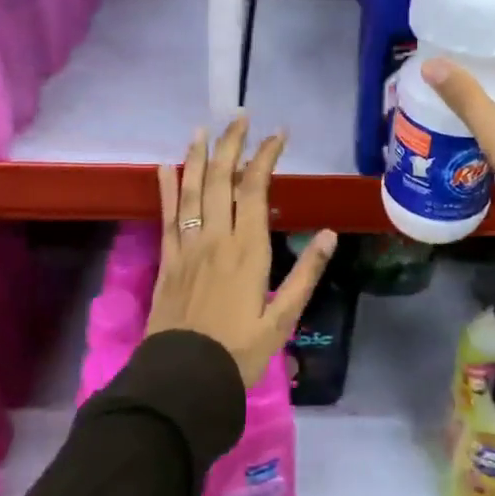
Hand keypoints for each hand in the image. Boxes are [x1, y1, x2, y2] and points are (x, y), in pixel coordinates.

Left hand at [149, 114, 337, 386]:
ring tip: (203, 129)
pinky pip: (166, 216)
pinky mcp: (167, 260)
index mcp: (247, 249)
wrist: (184, 378)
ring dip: (197, 157)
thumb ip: (306, 274)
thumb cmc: (239, 351)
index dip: (265, 156)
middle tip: (239, 117)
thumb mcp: (282, 318)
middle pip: (220, 179)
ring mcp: (187, 247)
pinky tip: (164, 168)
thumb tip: (330, 235)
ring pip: (191, 190)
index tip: (278, 134)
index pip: (255, 188)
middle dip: (231, 144)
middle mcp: (215, 238)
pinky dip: (166, 189)